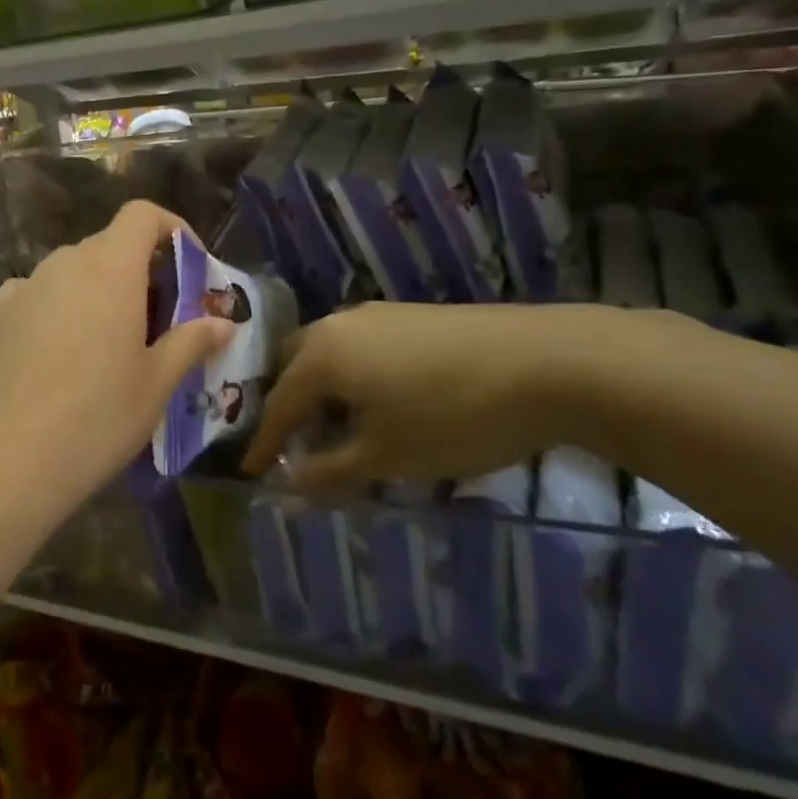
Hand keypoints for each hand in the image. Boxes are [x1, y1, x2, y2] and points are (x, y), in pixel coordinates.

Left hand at [0, 201, 234, 527]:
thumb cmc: (94, 421)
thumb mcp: (155, 386)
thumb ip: (191, 343)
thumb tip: (223, 323)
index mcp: (108, 270)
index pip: (141, 215)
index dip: (171, 228)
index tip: (189, 266)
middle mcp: (60, 266)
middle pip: (105, 247)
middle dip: (136, 272)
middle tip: (154, 322)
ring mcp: (17, 291)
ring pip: (66, 275)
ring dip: (92, 294)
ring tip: (102, 349)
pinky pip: (31, 300)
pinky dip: (51, 314)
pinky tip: (50, 363)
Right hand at [242, 302, 621, 488]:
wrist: (547, 361)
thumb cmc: (452, 415)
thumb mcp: (386, 457)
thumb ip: (330, 471)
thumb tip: (289, 483)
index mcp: (321, 356)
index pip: (277, 404)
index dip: (264, 441)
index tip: (250, 470)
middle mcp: (338, 326)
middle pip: (294, 364)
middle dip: (287, 403)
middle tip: (294, 440)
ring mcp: (377, 315)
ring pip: (329, 352)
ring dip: (323, 389)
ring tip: (340, 426)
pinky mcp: (412, 316)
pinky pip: (360, 347)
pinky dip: (354, 376)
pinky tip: (382, 402)